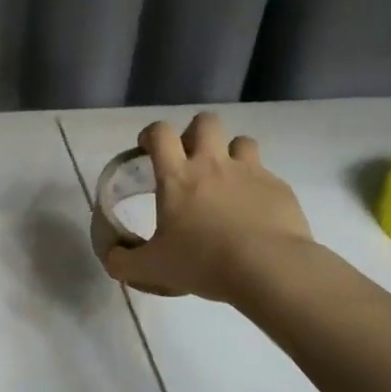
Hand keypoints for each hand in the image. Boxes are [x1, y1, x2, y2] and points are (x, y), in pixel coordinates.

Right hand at [103, 112, 312, 302]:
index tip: (148, 150)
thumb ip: (123, 261)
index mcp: (177, 176)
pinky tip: (255, 213)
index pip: (160, 133)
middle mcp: (213, 164)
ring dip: (231, 154)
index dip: (151, 134)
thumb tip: (111, 257)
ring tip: (227, 181)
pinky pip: (267, 176)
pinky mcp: (279, 188)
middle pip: (205, 122)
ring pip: (241, 141)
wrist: (268, 269)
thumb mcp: (152, 269)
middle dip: (196, 133)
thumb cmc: (203, 262)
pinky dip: (258, 187)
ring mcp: (250, 172)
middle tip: (190, 160)